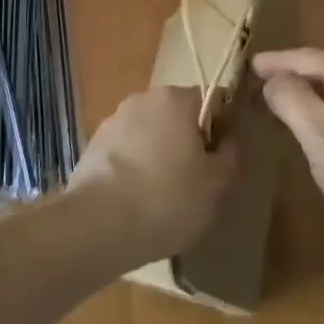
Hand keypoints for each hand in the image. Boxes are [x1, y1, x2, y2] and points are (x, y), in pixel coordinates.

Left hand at [68, 86, 238, 266]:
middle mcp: (144, 98)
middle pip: (178, 115)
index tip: (219, 161)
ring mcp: (114, 120)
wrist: (98, 225)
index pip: (212, 100)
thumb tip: (229, 138)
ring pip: (149, 133)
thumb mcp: (217, 184)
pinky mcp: (92, 145)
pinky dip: (133, 168)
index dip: (221, 129)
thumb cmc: (168, 198)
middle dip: (187, 142)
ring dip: (158, 154)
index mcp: (177, 98)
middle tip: (194, 182)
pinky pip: (125, 152)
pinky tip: (134, 201)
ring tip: (160, 197)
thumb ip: (231, 154)